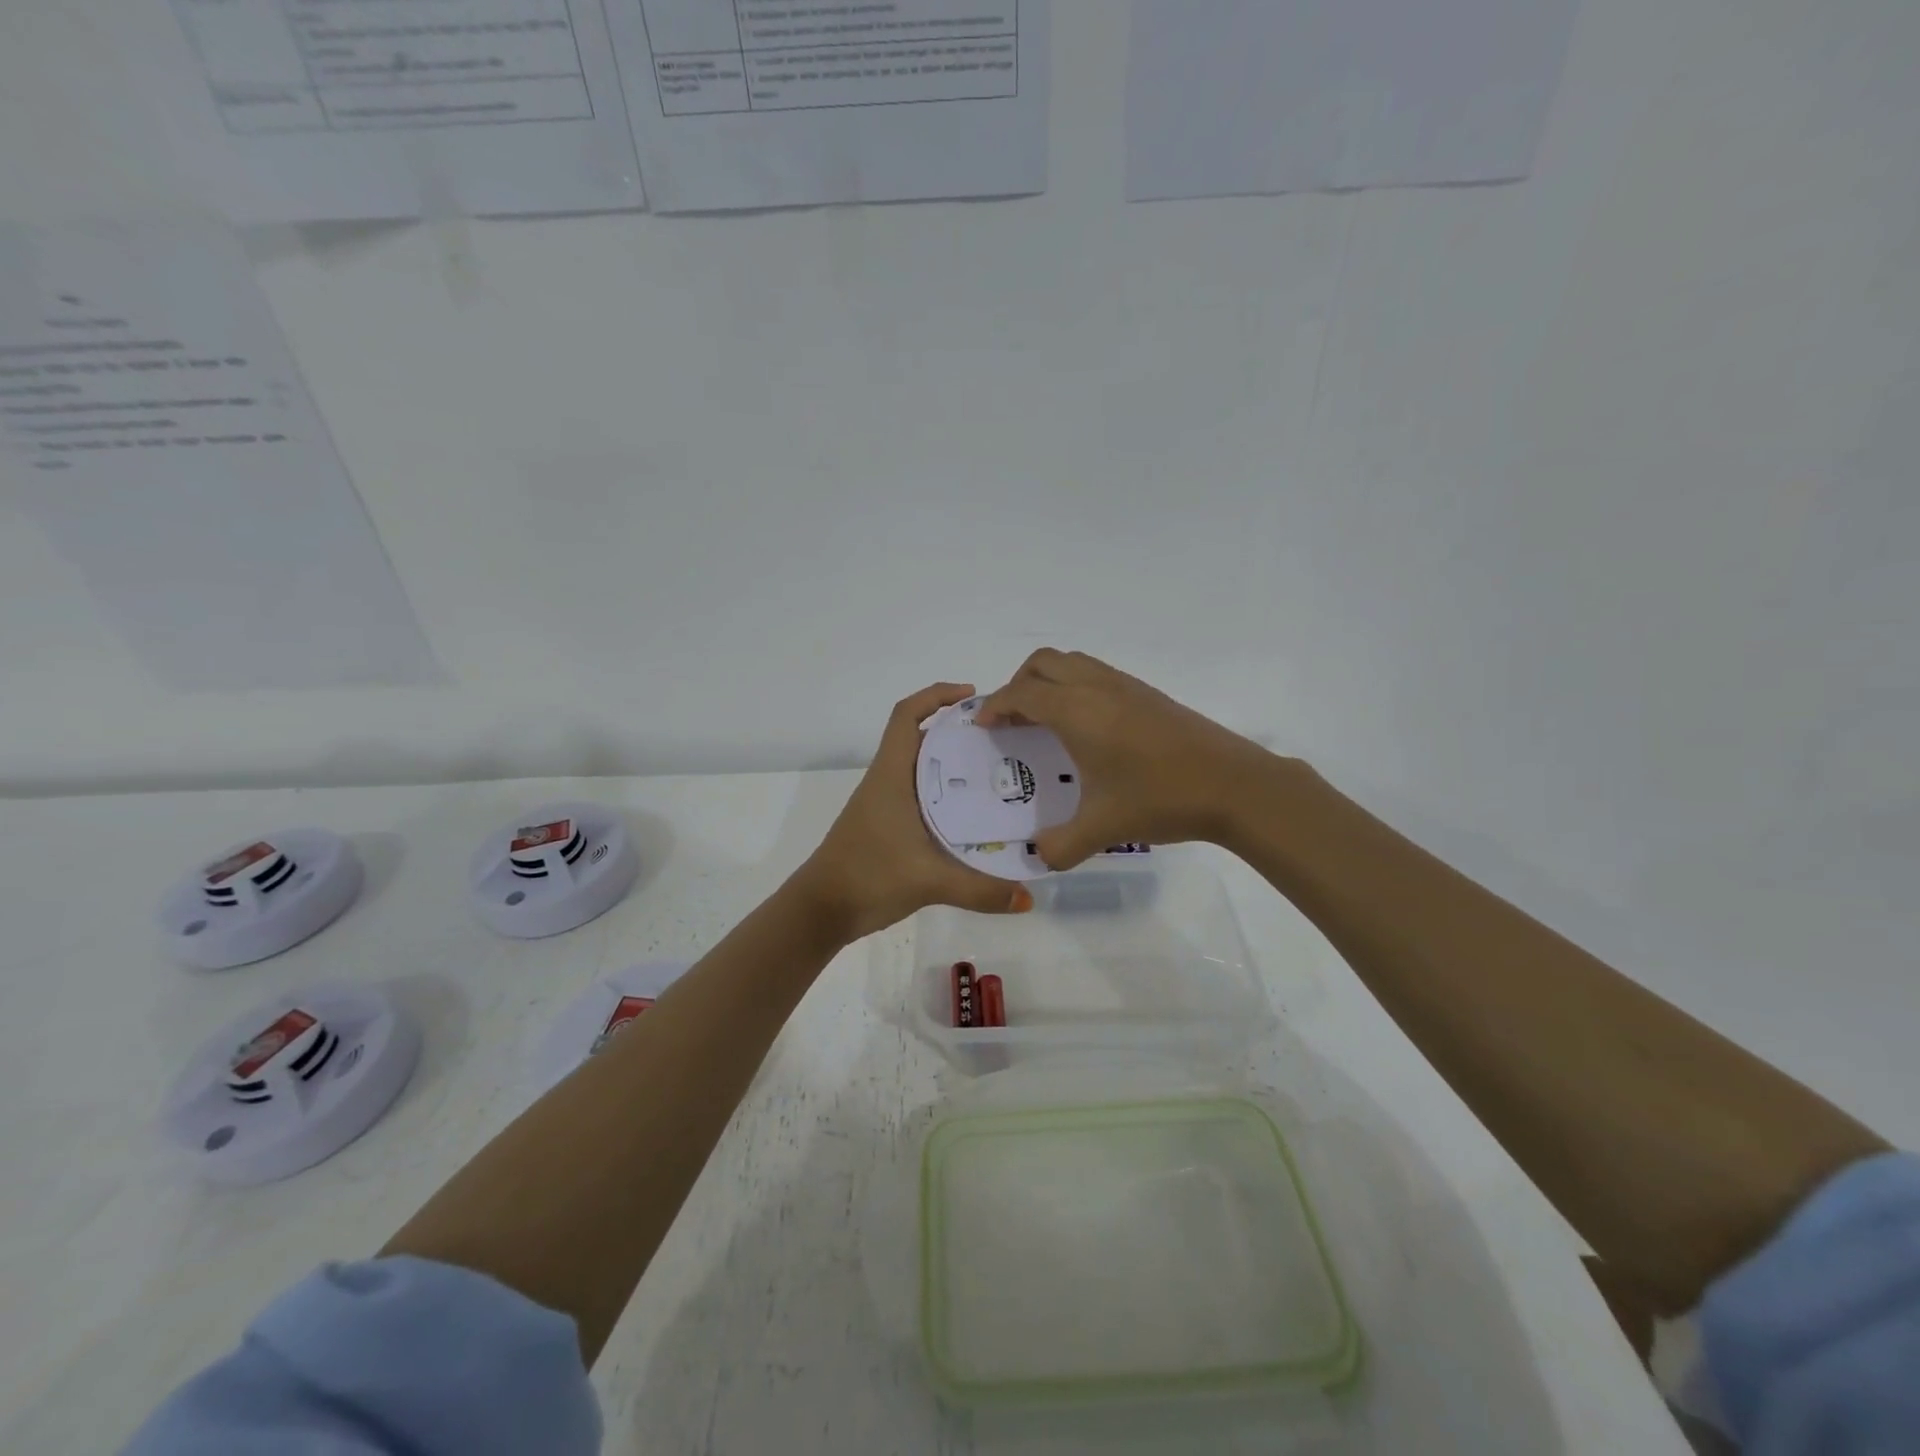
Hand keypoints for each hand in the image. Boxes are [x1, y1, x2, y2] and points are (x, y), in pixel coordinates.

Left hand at [796, 683, 1033, 942]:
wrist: (820, 910)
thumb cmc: (868, 877)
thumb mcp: (929, 882)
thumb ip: (981, 890)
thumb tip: (1029, 899)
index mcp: (891, 775)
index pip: (906, 715)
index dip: (936, 695)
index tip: (972, 695)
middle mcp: (887, 780)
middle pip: (920, 736)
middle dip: (957, 729)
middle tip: (1001, 736)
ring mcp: (884, 802)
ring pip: (920, 766)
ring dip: (951, 760)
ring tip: (996, 768)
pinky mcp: (886, 824)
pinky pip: (920, 793)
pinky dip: (944, 790)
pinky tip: (972, 811)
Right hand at [976, 649, 1279, 869]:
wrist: (1234, 784)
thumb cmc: (1160, 798)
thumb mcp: (1103, 828)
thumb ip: (1061, 845)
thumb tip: (1038, 857)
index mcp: (1077, 711)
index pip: (1021, 692)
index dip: (995, 705)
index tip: (983, 726)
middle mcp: (1096, 687)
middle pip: (1043, 662)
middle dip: (1018, 683)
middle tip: (1013, 720)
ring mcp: (1126, 685)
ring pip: (1073, 662)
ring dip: (1048, 680)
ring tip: (1045, 720)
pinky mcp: (1148, 693)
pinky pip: (1097, 673)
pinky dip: (1076, 686)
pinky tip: (1088, 728)